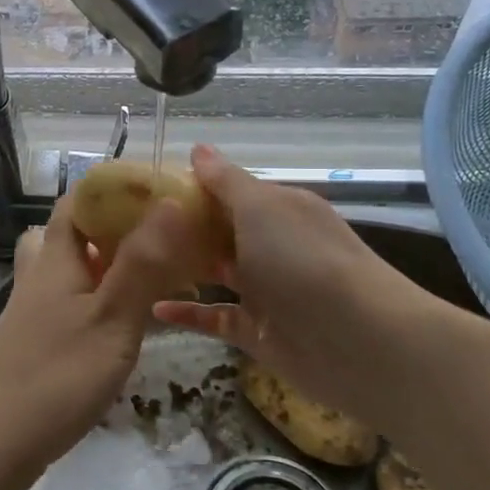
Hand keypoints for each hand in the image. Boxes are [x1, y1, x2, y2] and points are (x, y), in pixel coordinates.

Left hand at [0, 192, 200, 480]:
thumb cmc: (57, 375)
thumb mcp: (112, 317)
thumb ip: (142, 262)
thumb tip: (171, 202)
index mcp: (56, 258)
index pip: (77, 201)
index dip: (112, 190)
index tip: (156, 192)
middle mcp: (41, 275)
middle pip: (69, 233)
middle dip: (111, 227)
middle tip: (157, 237)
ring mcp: (33, 310)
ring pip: (68, 269)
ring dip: (103, 264)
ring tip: (145, 277)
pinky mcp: (35, 341)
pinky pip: (69, 302)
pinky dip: (96, 299)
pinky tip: (121, 324)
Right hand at [154, 144, 435, 422]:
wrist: (358, 341)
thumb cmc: (304, 259)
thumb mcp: (261, 207)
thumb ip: (226, 182)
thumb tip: (199, 148)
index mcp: (280, 209)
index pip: (232, 192)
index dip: (194, 188)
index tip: (149, 189)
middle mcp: (274, 246)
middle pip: (223, 232)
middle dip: (184, 228)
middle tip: (131, 225)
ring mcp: (267, 291)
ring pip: (218, 274)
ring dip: (185, 267)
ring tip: (138, 261)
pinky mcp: (258, 332)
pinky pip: (216, 318)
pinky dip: (188, 314)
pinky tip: (155, 308)